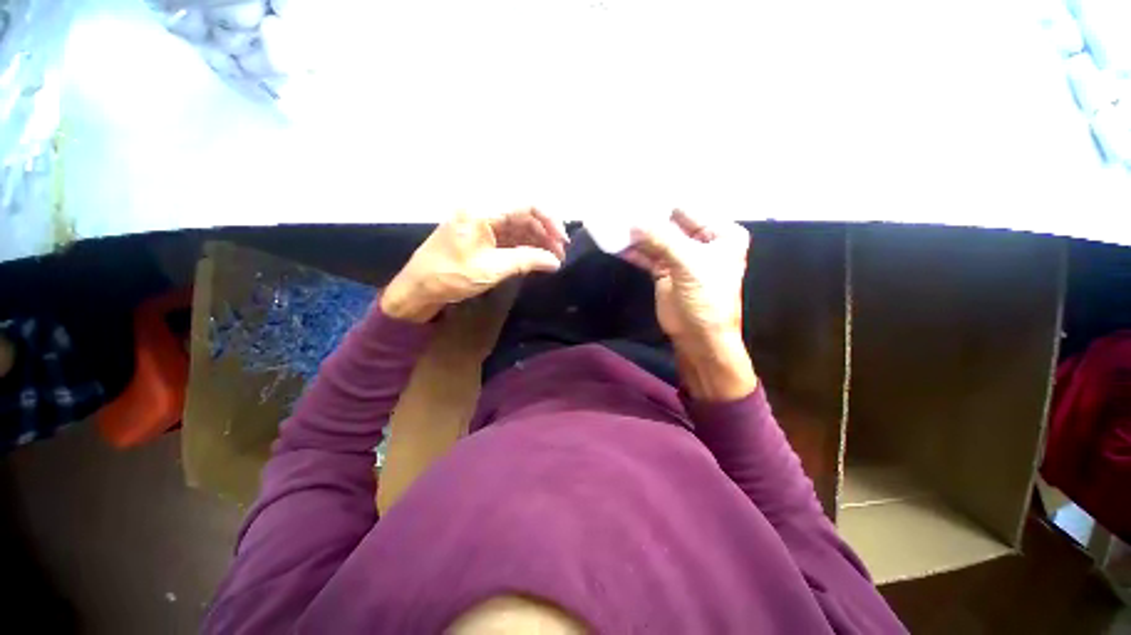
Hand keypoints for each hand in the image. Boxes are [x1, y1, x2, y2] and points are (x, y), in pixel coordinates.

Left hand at [381, 208, 567, 322]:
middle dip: (545, 233)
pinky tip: (536, 258)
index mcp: (483, 211)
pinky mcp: (481, 236)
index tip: (562, 241)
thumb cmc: (451, 276)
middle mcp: (484, 211)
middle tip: (559, 255)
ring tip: (552, 259)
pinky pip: (509, 236)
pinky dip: (524, 246)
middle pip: (524, 215)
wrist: (418, 288)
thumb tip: (555, 262)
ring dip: (536, 240)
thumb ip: (527, 261)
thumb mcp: (492, 269)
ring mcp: (482, 223)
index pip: (526, 205)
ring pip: (518, 226)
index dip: (549, 220)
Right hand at [623, 210, 755, 400]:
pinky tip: (616, 243)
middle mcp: (701, 241)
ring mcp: (681, 256)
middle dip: (647, 217)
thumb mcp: (689, 263)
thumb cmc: (706, 298)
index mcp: (720, 234)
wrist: (699, 337)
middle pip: (670, 223)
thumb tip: (634, 220)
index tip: (636, 194)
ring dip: (636, 234)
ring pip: (656, 239)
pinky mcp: (664, 270)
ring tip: (613, 222)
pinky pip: (647, 255)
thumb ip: (662, 238)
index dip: (663, 204)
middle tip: (620, 206)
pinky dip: (633, 250)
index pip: (688, 210)